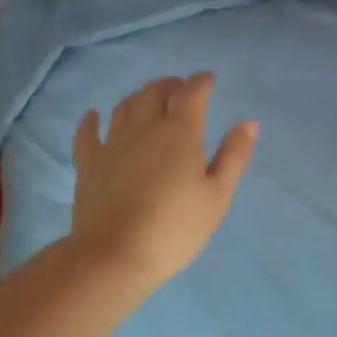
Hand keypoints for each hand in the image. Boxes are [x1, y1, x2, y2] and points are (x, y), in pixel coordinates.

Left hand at [69, 74, 258, 289]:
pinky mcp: (88, 163)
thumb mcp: (217, 196)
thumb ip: (233, 156)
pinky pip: (87, 133)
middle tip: (180, 90)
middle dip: (170, 85)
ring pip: (124, 106)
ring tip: (148, 99)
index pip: (191, 93)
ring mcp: (112, 144)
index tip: (208, 80)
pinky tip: (94, 116)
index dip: (201, 82)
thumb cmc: (175, 228)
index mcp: (180, 133)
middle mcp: (144, 128)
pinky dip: (92, 120)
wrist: (114, 256)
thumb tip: (248, 122)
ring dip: (139, 96)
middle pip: (154, 93)